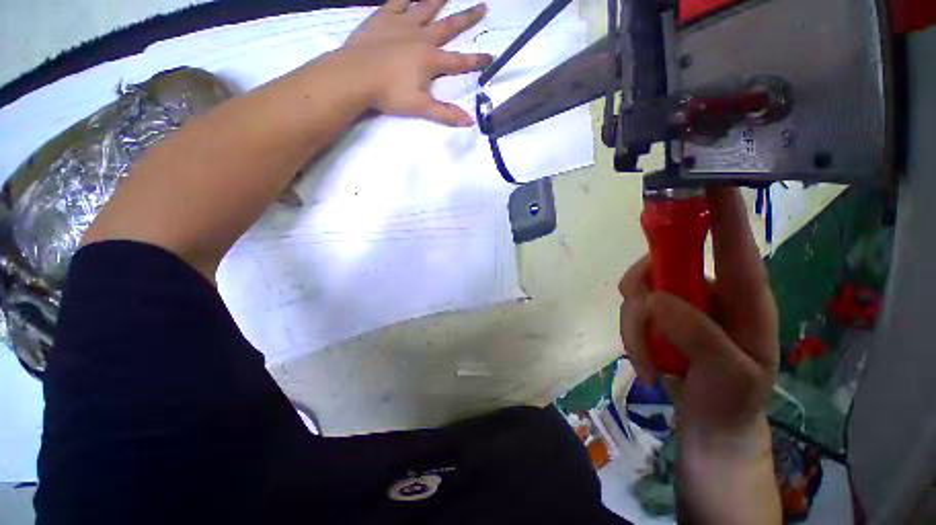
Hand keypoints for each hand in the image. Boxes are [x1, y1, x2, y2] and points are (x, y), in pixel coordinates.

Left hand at [341, 0, 492, 126]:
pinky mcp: (383, 17)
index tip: (491, 56)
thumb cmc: (389, 94)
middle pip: (449, 26)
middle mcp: (421, 37)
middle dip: (468, 18)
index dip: (476, 61)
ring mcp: (402, 24)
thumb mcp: (420, 107)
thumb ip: (446, 114)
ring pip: (426, 6)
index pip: (459, 61)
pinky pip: (398, 0)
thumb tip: (470, 121)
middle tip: (483, 6)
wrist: (355, 75)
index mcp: (430, 60)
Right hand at [619, 188, 778, 438]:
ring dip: (634, 325)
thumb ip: (700, 336)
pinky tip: (645, 360)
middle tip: (641, 314)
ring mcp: (676, 302)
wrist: (709, 422)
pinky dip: (629, 334)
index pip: (732, 243)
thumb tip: (657, 299)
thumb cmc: (733, 400)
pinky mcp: (655, 315)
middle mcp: (706, 289)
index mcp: (743, 296)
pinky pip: (629, 309)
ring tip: (648, 361)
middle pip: (662, 261)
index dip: (719, 209)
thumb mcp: (731, 376)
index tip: (701, 180)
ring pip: (637, 289)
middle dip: (644, 285)